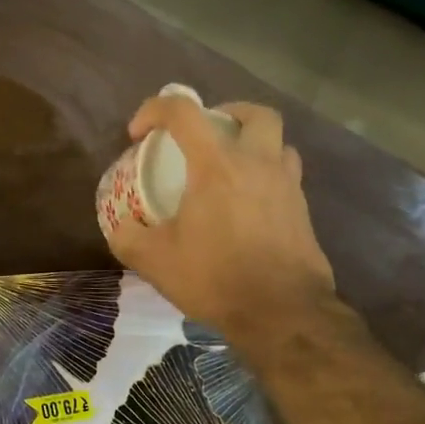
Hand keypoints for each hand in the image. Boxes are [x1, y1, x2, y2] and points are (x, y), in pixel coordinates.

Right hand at [107, 94, 335, 334]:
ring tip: (232, 169)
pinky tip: (248, 207)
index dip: (154, 110)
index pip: (184, 112)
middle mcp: (258, 164)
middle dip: (226, 113)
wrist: (283, 313)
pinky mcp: (304, 212)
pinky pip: (287, 178)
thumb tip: (121, 228)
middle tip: (206, 134)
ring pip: (279, 144)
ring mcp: (288, 187)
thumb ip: (128, 238)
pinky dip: (266, 179)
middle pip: (255, 114)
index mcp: (217, 165)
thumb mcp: (155, 261)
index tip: (138, 134)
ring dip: (254, 145)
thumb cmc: (216, 278)